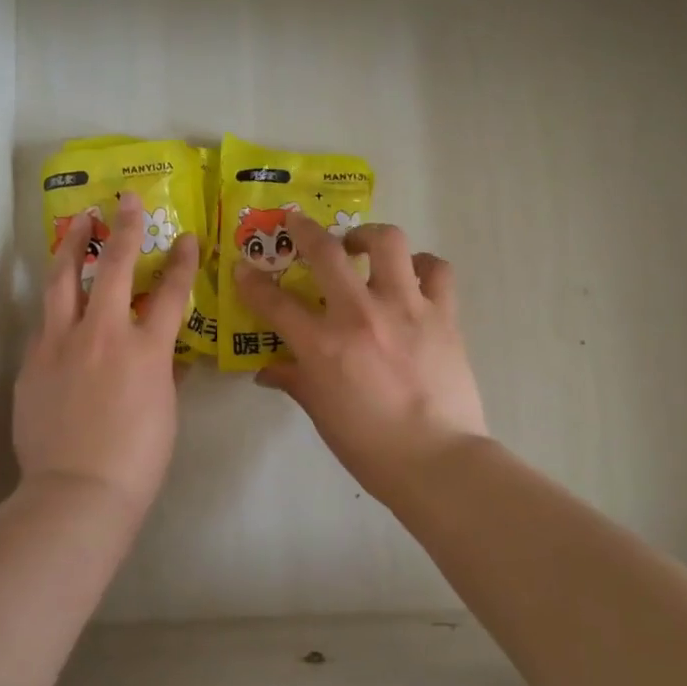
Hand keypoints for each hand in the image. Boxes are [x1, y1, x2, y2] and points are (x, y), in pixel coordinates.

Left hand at [14, 191, 200, 515]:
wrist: (77, 491)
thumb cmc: (137, 460)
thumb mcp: (164, 412)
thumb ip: (163, 374)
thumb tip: (164, 359)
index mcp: (146, 349)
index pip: (172, 292)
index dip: (183, 261)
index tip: (188, 238)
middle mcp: (103, 333)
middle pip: (116, 266)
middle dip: (125, 227)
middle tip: (124, 200)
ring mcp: (61, 343)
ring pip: (64, 279)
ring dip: (74, 246)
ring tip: (79, 224)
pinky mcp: (32, 361)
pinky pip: (46, 323)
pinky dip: (57, 306)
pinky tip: (61, 305)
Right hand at [233, 214, 489, 509]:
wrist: (437, 461)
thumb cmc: (370, 446)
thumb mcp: (320, 413)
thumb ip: (293, 381)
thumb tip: (266, 371)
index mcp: (323, 345)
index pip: (275, 302)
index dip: (252, 282)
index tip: (243, 268)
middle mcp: (361, 315)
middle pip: (326, 253)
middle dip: (304, 230)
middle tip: (297, 223)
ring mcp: (406, 309)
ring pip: (388, 243)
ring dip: (368, 235)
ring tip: (361, 244)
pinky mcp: (443, 315)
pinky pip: (436, 271)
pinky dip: (422, 265)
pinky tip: (412, 276)